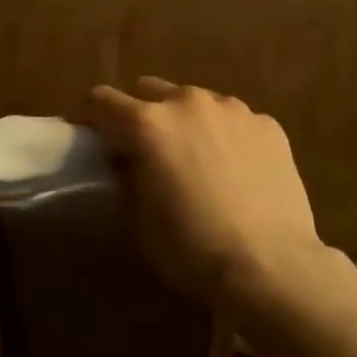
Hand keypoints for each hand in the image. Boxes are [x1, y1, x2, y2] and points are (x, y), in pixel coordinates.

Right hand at [83, 77, 340, 317]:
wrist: (270, 266)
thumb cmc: (192, 248)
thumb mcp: (139, 219)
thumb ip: (127, 177)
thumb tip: (128, 161)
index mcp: (147, 124)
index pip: (100, 100)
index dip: (87, 115)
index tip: (86, 133)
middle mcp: (187, 102)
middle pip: (148, 90)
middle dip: (139, 113)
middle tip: (144, 148)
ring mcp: (233, 109)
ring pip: (194, 100)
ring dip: (184, 121)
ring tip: (195, 157)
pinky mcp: (268, 124)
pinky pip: (233, 119)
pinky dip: (224, 135)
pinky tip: (234, 169)